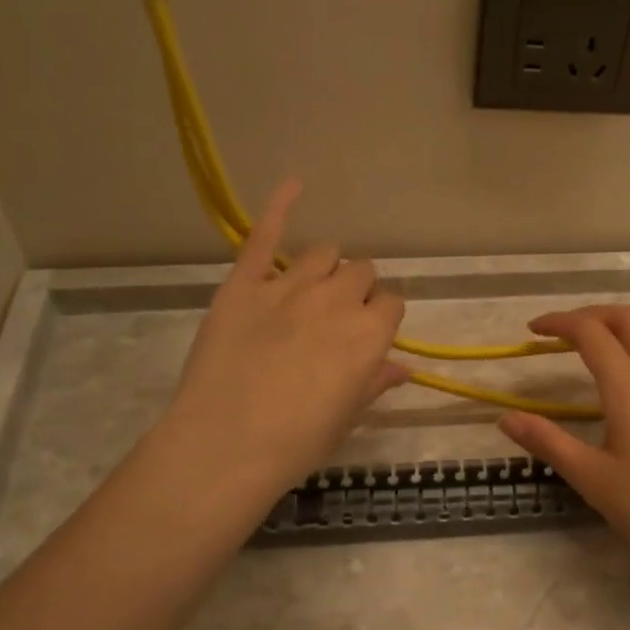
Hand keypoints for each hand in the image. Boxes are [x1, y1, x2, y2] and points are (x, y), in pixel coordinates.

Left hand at [155, 179, 408, 506]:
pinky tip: (295, 184)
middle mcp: (338, 299)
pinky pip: (265, 236)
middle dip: (357, 291)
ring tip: (310, 292)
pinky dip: (280, 207)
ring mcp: (289, 286)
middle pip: (362, 272)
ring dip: (327, 268)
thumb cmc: (296, 442)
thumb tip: (403, 367)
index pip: (393, 302)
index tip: (366, 337)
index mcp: (371, 333)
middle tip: (335, 322)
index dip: (381, 318)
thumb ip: (376, 382)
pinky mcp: (245, 283)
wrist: (226, 445)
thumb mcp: (347, 416)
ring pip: (325, 253)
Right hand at [497, 305, 629, 578]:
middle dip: (590, 314)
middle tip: (563, 332)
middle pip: (626, 317)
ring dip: (624, 320)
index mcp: (629, 387)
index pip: (590, 333)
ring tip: (601, 339)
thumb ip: (548, 442)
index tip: (533, 331)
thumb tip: (505, 418)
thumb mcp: (593, 479)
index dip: (559, 323)